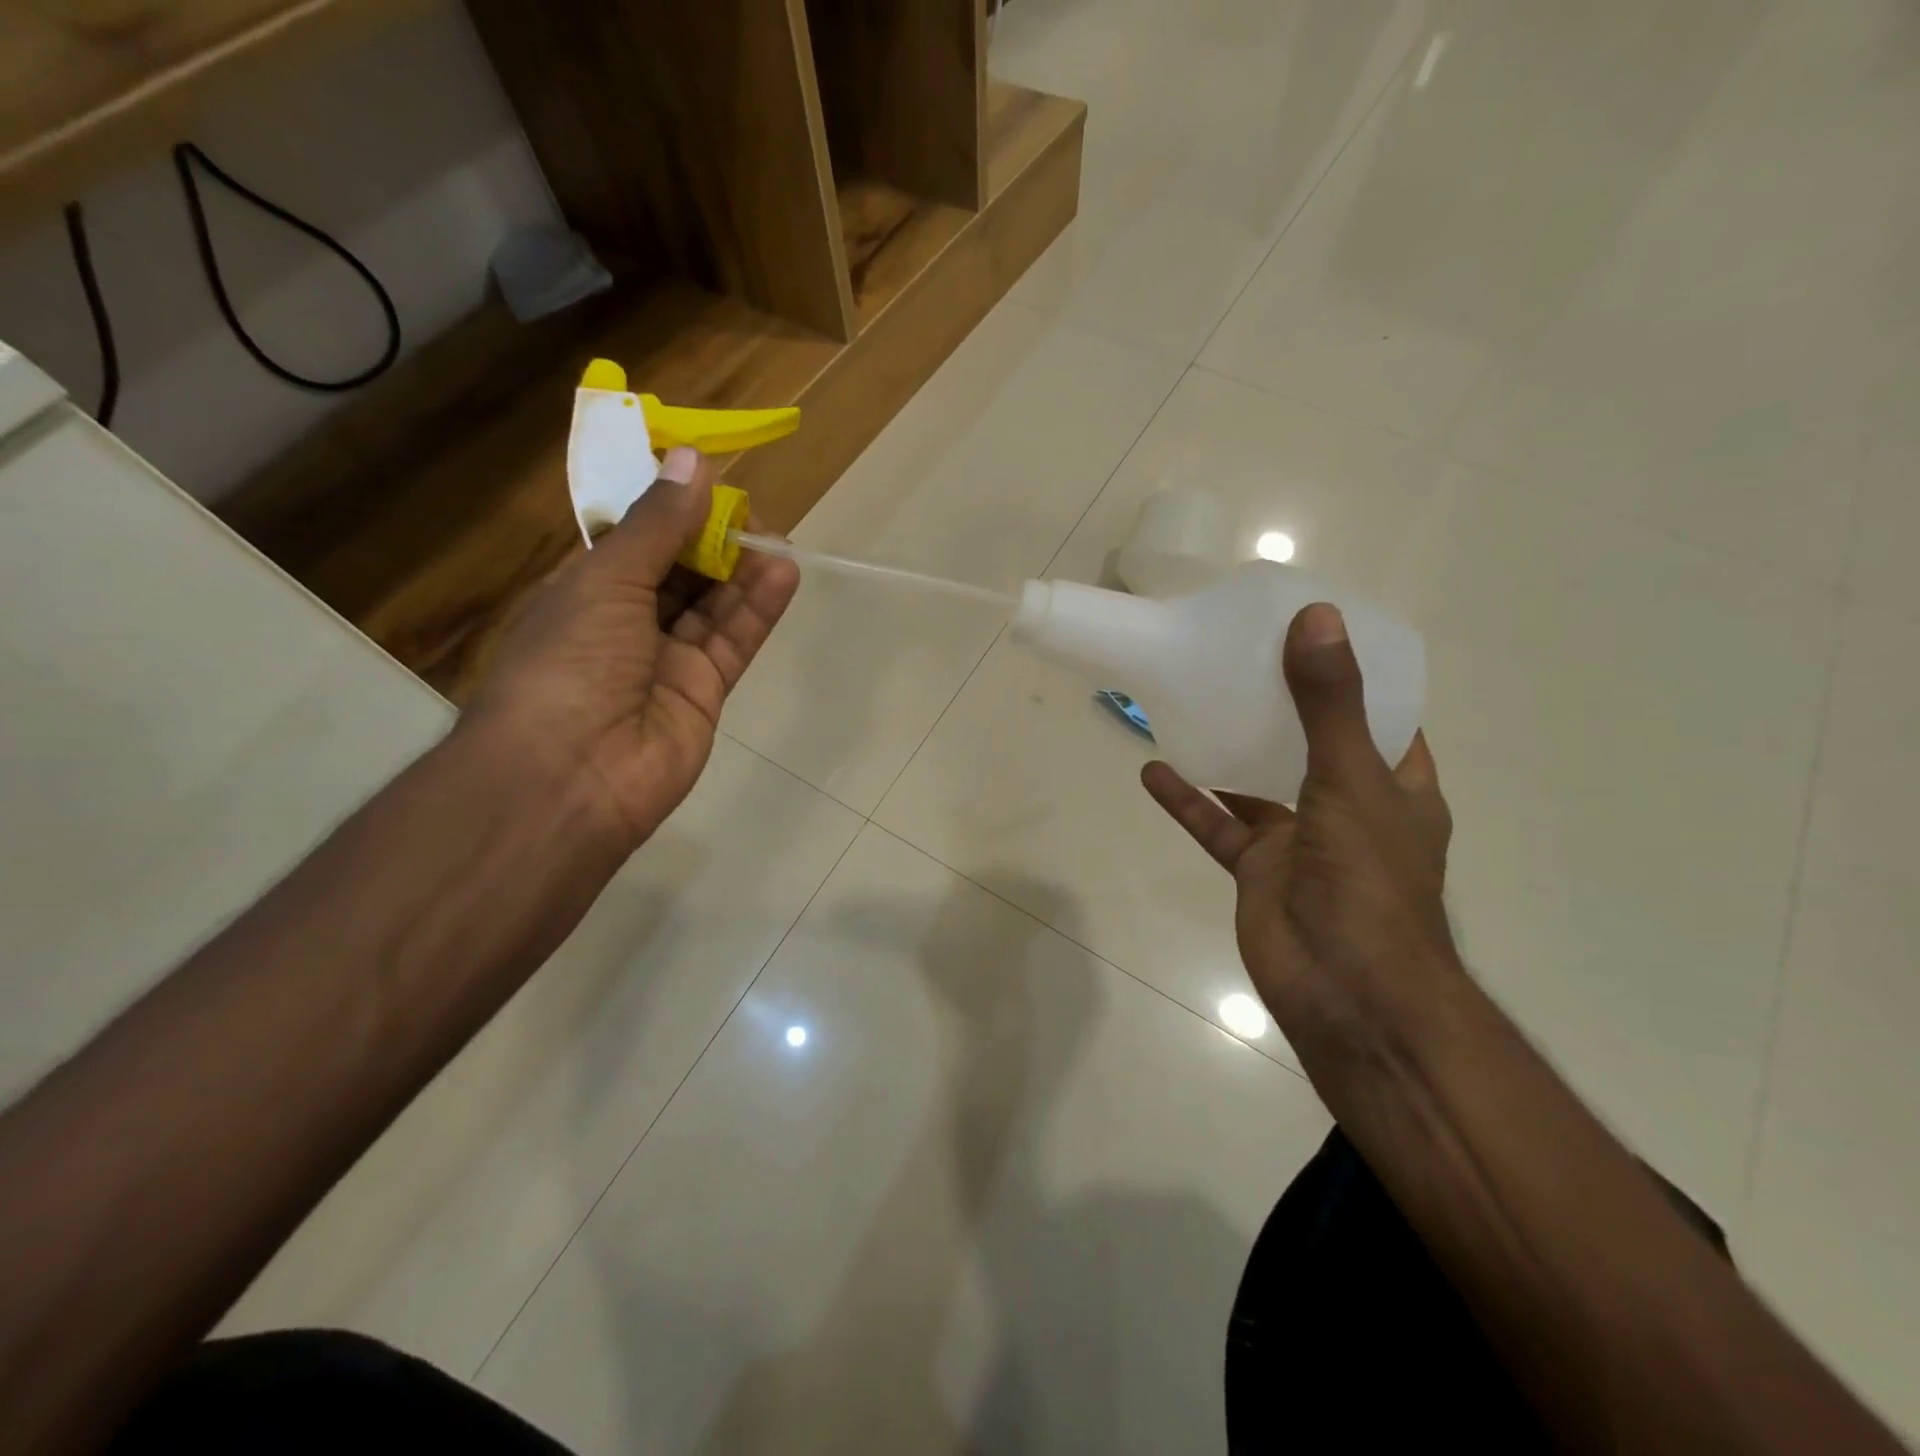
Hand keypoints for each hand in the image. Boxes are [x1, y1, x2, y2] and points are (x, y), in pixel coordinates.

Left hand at [465, 447, 799, 853]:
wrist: (572, 776)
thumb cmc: (568, 662)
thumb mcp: (605, 579)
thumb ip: (657, 524)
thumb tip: (692, 459)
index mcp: (584, 589)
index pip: (633, 538)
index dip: (668, 508)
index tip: (707, 478)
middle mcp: (625, 622)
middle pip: (679, 570)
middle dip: (712, 539)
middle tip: (752, 513)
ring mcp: (666, 661)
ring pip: (712, 606)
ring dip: (742, 572)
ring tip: (777, 538)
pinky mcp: (704, 693)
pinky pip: (733, 642)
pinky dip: (758, 609)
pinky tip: (784, 574)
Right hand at [1141, 603, 1455, 1045]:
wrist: (1346, 990)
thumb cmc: (1368, 879)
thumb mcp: (1352, 778)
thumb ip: (1329, 703)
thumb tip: (1315, 616)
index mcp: (1394, 784)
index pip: (1379, 712)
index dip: (1350, 671)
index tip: (1309, 629)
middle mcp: (1347, 805)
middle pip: (1309, 741)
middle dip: (1277, 702)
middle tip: (1235, 653)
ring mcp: (1299, 838)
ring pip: (1256, 782)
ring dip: (1227, 747)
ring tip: (1191, 698)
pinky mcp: (1255, 868)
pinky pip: (1217, 824)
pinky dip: (1188, 799)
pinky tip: (1153, 769)